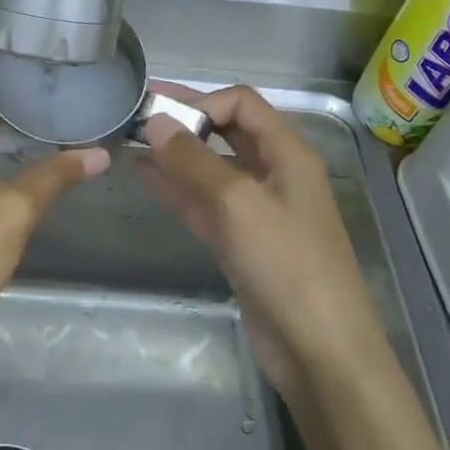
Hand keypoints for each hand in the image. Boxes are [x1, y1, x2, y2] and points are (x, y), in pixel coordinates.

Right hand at [140, 84, 387, 400]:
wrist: (319, 349)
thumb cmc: (287, 264)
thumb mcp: (238, 203)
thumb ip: (193, 160)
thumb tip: (154, 121)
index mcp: (288, 153)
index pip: (242, 103)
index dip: (202, 101)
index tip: (160, 115)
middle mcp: (274, 174)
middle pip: (226, 132)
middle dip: (185, 121)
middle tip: (135, 113)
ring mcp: (257, 210)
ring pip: (211, 169)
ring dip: (176, 155)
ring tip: (131, 143)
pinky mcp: (242, 242)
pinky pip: (205, 204)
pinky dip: (178, 189)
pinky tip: (146, 178)